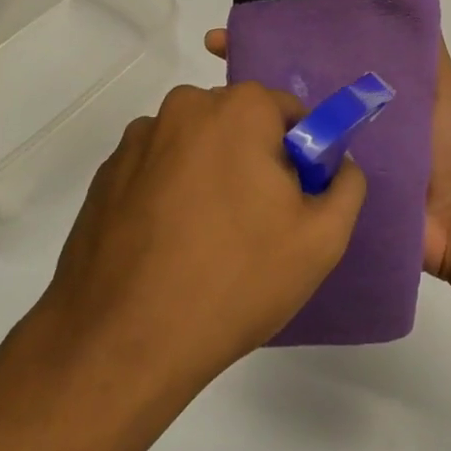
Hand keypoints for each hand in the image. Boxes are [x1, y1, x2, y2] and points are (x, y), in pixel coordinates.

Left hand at [37, 83, 366, 397]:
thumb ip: (346, 185)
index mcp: (236, 110)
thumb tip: (336, 165)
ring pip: (195, 148)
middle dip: (254, 162)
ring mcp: (135, 142)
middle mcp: (181, 109)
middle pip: (238, 125)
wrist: (123, 341)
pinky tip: (169, 248)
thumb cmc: (236, 280)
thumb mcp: (321, 239)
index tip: (294, 202)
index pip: (288, 112)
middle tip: (257, 226)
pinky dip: (170, 196)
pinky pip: (156, 172)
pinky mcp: (104, 177)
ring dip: (209, 177)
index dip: (301, 156)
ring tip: (206, 243)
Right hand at [203, 30, 450, 285]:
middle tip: (214, 69)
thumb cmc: (450, 147)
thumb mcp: (441, 87)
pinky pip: (288, 181)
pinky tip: (229, 158)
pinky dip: (261, 170)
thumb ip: (425, 51)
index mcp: (354, 96)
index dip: (274, 44)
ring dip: (248, 124)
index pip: (307, 61)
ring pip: (280, 136)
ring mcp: (324, 163)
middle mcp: (334, 124)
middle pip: (284, 96)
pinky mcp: (320, 198)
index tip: (232, 34)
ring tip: (213, 109)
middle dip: (248, 81)